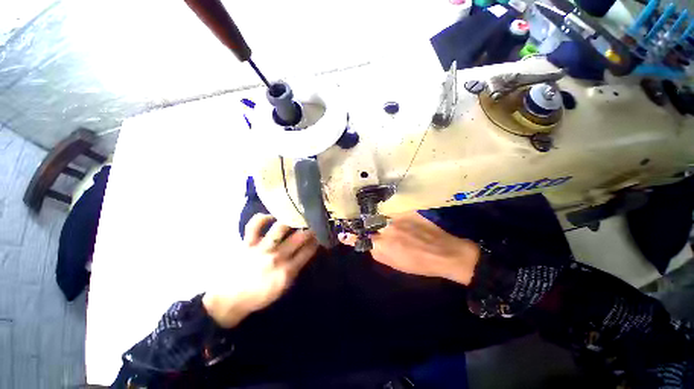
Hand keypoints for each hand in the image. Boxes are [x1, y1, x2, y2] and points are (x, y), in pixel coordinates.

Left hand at [203, 214, 318, 327]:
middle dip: (310, 228)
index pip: (308, 251)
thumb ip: (295, 269)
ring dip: (291, 220)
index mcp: (288, 271)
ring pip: (280, 228)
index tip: (320, 234)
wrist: (230, 300)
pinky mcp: (248, 243)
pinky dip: (262, 218)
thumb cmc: (259, 296)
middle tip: (313, 222)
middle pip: (299, 237)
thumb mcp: (283, 288)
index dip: (317, 240)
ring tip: (295, 216)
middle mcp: (277, 256)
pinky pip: (254, 225)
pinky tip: (271, 217)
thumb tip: (306, 252)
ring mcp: (262, 248)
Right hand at [339, 212, 479, 284]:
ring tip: (380, 218)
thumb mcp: (394, 264)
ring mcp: (398, 216)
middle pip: (369, 221)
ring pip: (380, 213)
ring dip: (378, 216)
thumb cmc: (419, 263)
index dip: (350, 235)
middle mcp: (387, 227)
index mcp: (383, 245)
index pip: (360, 236)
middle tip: (365, 223)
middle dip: (365, 223)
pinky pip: (393, 208)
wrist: (445, 253)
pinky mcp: (408, 209)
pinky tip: (395, 214)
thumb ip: (376, 252)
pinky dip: (391, 211)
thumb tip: (367, 241)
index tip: (343, 232)